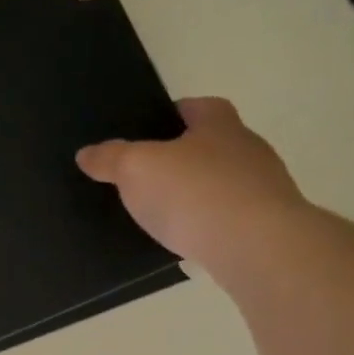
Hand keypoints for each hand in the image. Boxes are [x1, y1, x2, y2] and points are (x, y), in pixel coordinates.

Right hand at [75, 97, 310, 272]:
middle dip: (181, 157)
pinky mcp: (267, 226)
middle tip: (144, 174)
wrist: (257, 248)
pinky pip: (228, 218)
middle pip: (211, 144)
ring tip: (160, 212)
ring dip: (196, 193)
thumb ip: (110, 158)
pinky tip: (185, 240)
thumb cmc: (194, 193)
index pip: (199, 106)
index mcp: (219, 125)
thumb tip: (87, 153)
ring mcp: (263, 189)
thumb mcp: (135, 169)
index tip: (147, 130)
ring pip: (221, 183)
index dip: (173, 114)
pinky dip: (207, 224)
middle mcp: (248, 150)